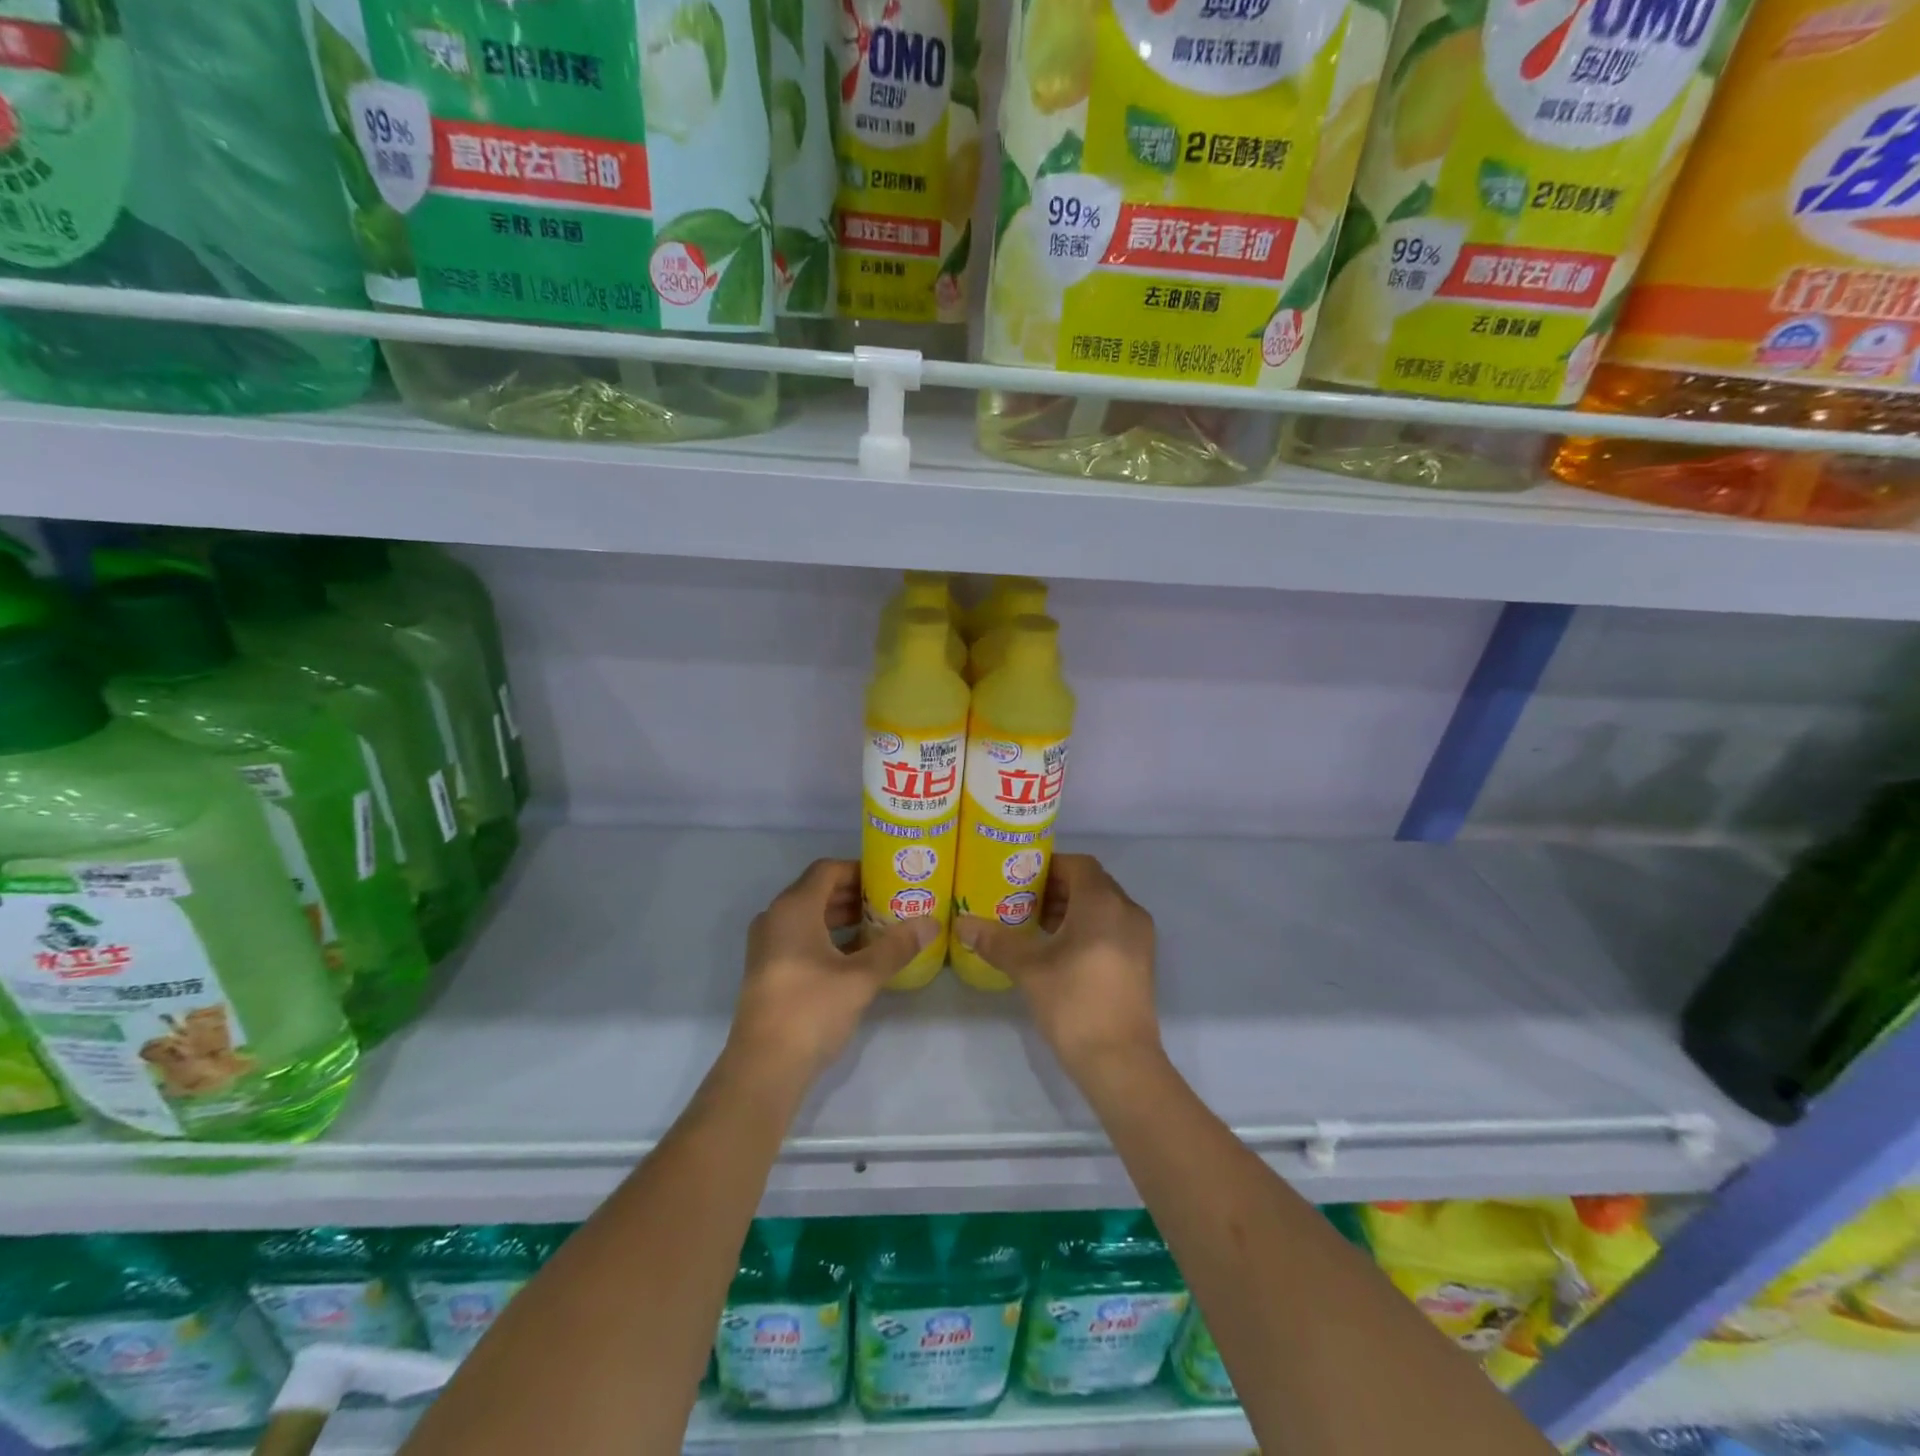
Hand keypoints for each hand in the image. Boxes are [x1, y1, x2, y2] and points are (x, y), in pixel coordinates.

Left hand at [727, 859, 932, 1084]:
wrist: (764, 1067)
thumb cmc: (812, 1009)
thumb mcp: (861, 977)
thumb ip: (896, 946)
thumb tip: (931, 923)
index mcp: (794, 908)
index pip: (827, 870)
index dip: (859, 869)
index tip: (889, 877)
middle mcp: (775, 918)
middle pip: (817, 891)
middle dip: (854, 894)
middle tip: (891, 901)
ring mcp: (767, 946)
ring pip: (809, 917)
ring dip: (842, 918)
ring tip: (880, 926)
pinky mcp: (768, 970)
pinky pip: (801, 939)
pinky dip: (828, 938)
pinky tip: (857, 956)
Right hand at [955, 854, 1162, 1085]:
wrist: (1120, 1061)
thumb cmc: (1073, 1003)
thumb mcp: (1029, 969)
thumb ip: (996, 941)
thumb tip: (962, 923)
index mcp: (1103, 903)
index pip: (1078, 864)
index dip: (1050, 865)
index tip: (1021, 876)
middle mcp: (1127, 911)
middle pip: (1091, 883)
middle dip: (1057, 887)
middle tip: (1022, 899)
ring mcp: (1139, 937)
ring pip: (1103, 906)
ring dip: (1071, 908)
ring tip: (1035, 924)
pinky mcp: (1141, 961)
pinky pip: (1112, 926)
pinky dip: (1088, 926)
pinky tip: (1059, 949)